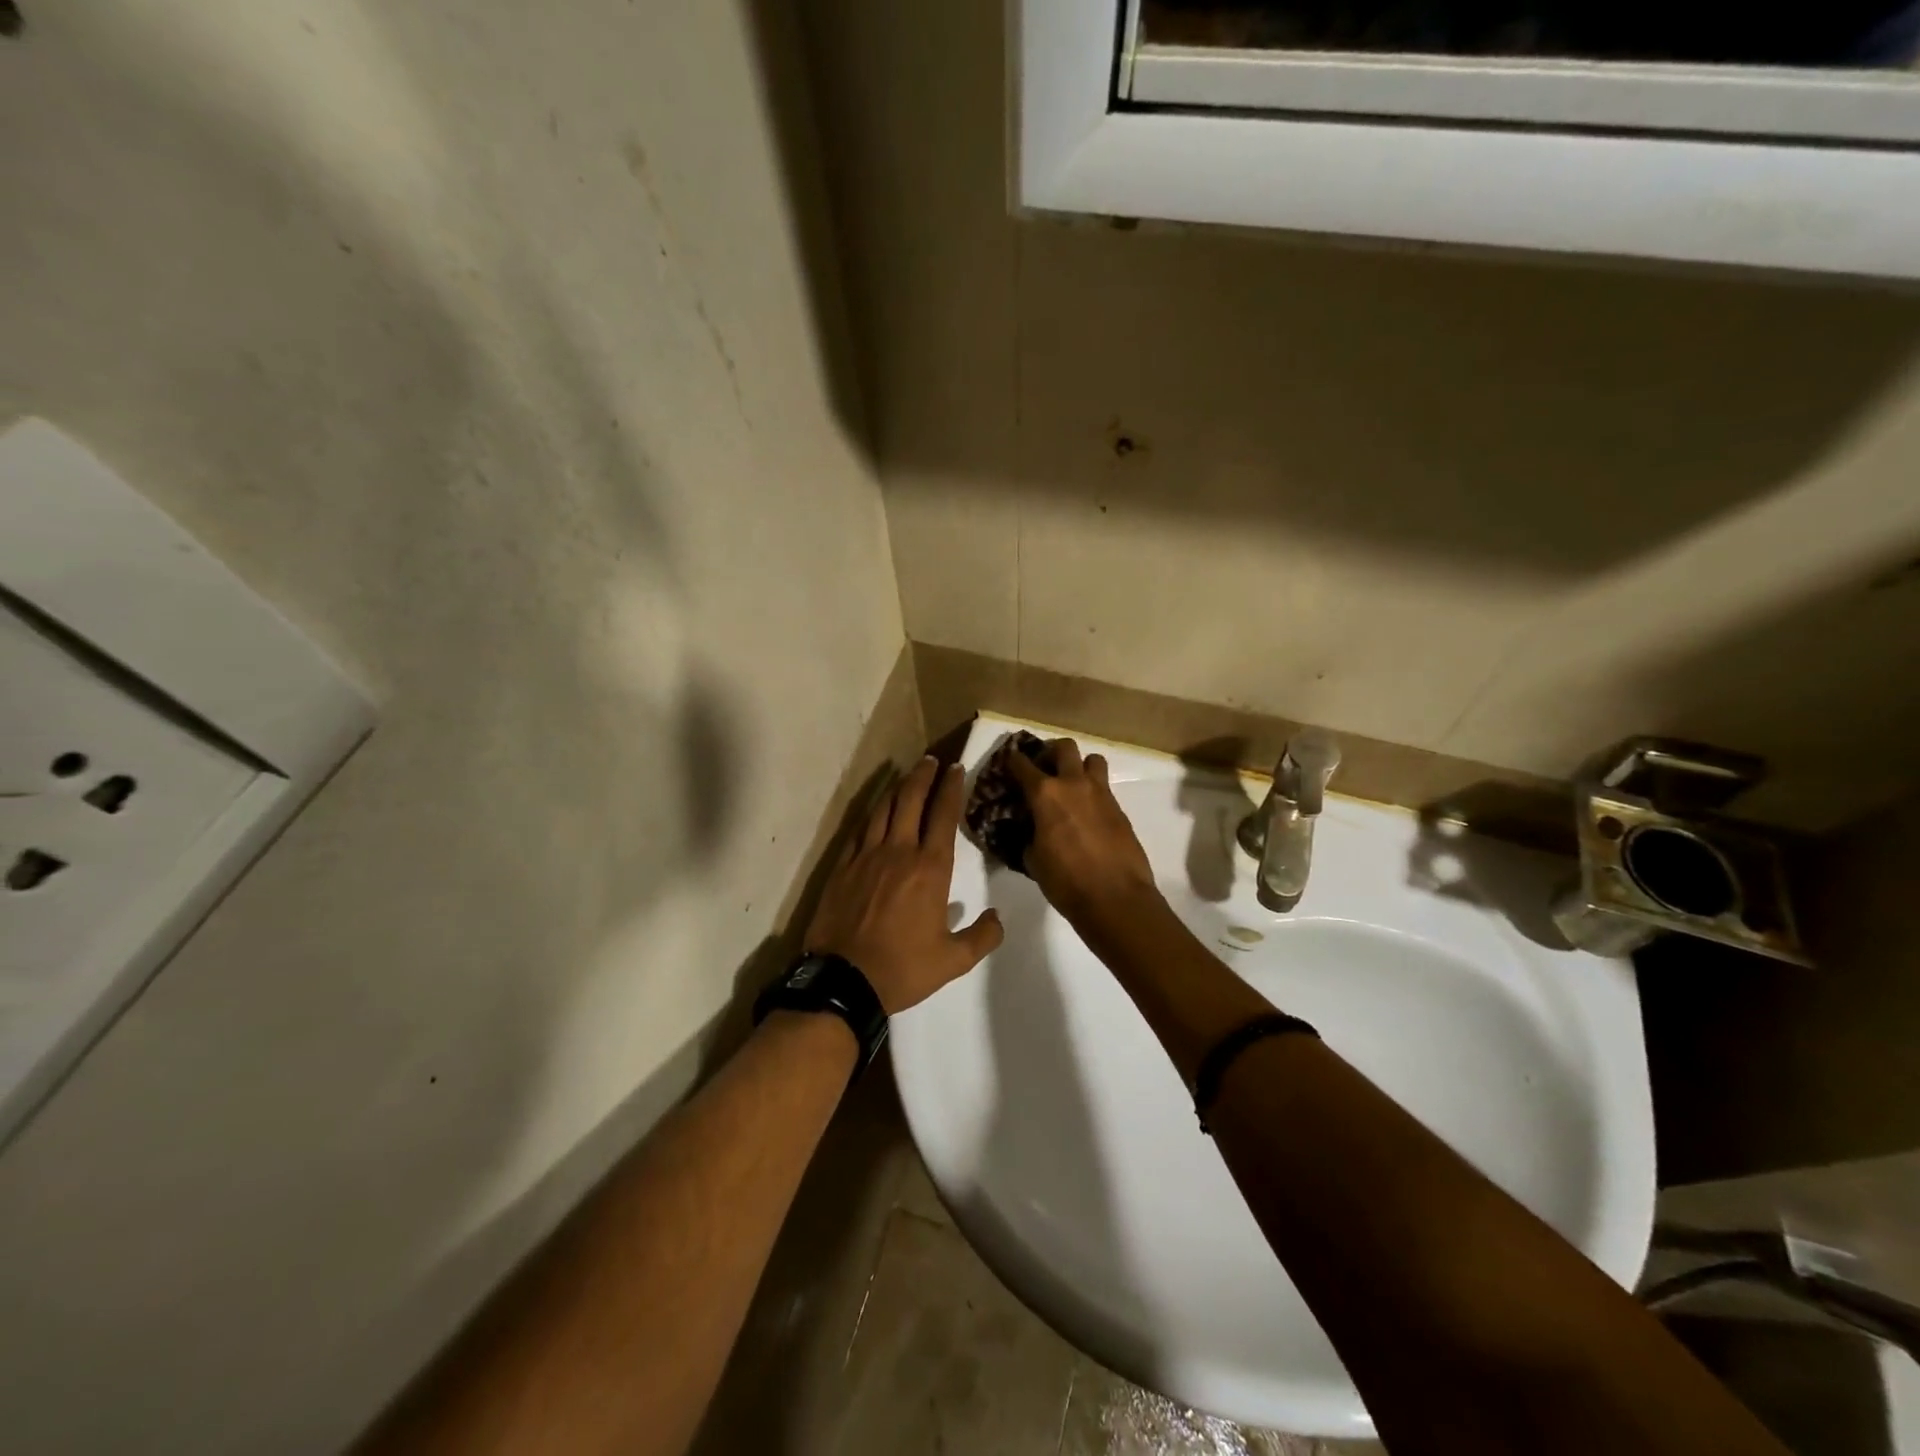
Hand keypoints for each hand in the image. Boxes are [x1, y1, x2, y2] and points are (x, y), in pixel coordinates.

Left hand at [804, 756, 1004, 1014]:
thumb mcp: (953, 961)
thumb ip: (982, 937)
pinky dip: (873, 811)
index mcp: (930, 868)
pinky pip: (860, 828)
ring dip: (898, 787)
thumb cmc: (903, 968)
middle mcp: (899, 851)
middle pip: (911, 800)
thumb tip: (998, 917)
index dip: (951, 788)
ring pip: (884, 808)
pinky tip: (877, 808)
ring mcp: (867, 856)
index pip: (943, 815)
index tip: (956, 768)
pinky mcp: (843, 866)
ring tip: (907, 774)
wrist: (843, 979)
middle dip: (924, 775)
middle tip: (932, 760)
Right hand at [1007, 740, 1157, 926]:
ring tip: (1071, 786)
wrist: (1115, 898)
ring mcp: (1101, 794)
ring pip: (1092, 760)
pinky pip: (1104, 787)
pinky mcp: (1119, 809)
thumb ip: (1028, 835)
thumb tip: (1031, 829)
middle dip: (1050, 752)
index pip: (1022, 764)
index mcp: (1045, 793)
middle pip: (1064, 747)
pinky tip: (1086, 814)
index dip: (1012, 760)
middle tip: (1043, 768)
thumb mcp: (1033, 859)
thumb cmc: (1066, 881)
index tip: (1008, 762)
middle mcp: (1074, 784)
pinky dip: (1092, 792)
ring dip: (1079, 766)